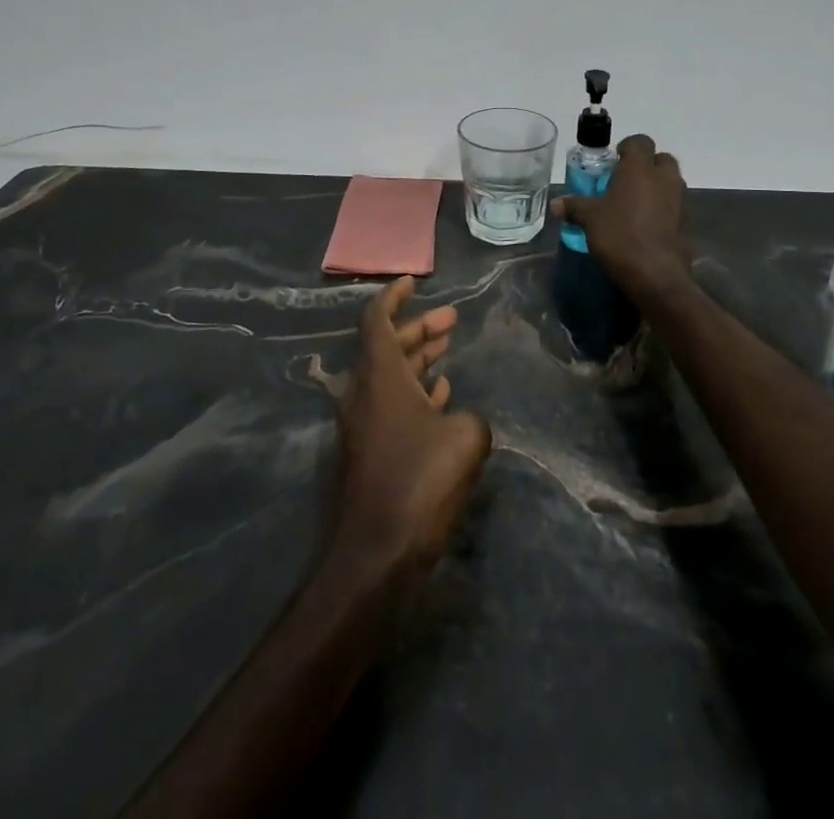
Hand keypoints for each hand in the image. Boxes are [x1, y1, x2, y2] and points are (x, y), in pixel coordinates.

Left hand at [334, 277, 491, 571]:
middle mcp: (363, 392)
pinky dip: (416, 391)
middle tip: (451, 318)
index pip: (376, 319)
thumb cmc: (419, 481)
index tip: (413, 281)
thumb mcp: (465, 438)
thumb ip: (469, 417)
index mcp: (378, 375)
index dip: (394, 296)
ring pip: (391, 375)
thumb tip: (459, 420)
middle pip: (387, 345)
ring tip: (448, 346)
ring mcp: (364, 424)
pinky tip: (442, 394)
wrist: (376, 554)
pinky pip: (392, 405)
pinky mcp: (370, 452)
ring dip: (419, 358)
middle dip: (418, 327)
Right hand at [552, 134, 688, 295]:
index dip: (627, 147)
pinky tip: (644, 223)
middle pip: (661, 159)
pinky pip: (673, 204)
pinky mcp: (685, 221)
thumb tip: (555, 204)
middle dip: (646, 165)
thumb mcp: (589, 219)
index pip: (640, 141)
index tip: (613, 161)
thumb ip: (574, 206)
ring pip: (670, 181)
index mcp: (639, 168)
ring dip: (656, 186)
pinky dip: (662, 207)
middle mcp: (663, 178)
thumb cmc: (619, 235)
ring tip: (633, 202)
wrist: (654, 273)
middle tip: (624, 180)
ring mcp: (678, 199)